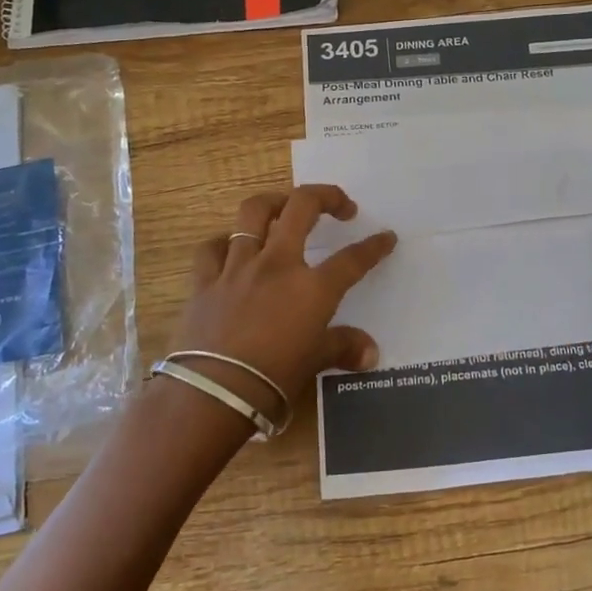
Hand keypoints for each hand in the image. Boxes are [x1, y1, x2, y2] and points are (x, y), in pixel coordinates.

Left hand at [171, 185, 396, 419]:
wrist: (214, 394)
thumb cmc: (273, 380)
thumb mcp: (315, 363)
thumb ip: (343, 348)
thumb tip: (371, 353)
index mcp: (312, 287)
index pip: (353, 259)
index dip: (374, 246)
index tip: (386, 237)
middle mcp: (277, 264)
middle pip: (302, 207)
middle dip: (326, 196)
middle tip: (339, 206)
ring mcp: (238, 267)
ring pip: (253, 212)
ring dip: (273, 202)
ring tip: (284, 207)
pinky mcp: (205, 280)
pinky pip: (212, 248)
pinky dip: (223, 243)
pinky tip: (230, 248)